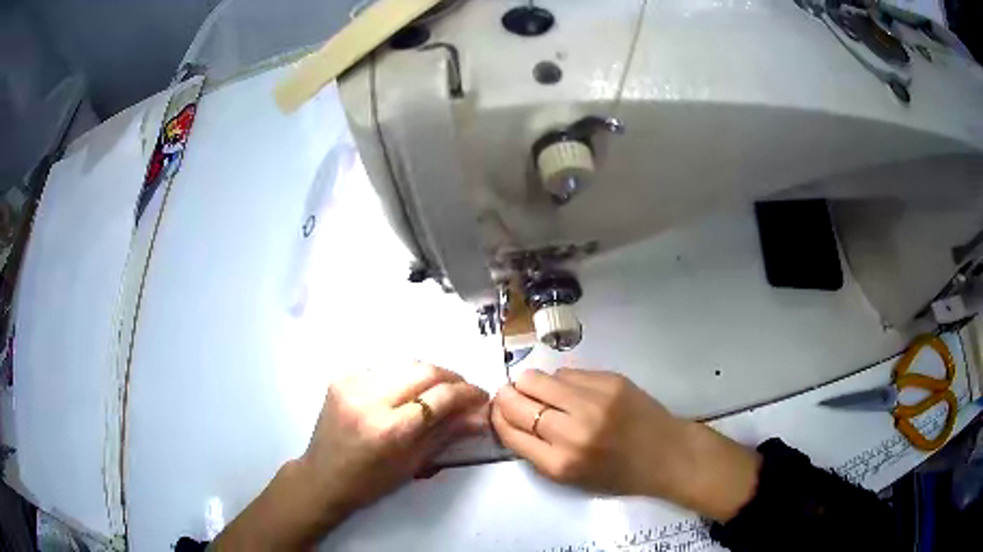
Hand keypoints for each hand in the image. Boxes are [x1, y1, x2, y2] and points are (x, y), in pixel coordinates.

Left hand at [300, 362, 488, 511]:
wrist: (322, 477)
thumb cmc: (370, 482)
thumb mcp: (413, 464)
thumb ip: (448, 433)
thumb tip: (481, 415)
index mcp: (389, 430)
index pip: (439, 397)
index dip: (467, 393)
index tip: (481, 397)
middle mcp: (369, 399)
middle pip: (423, 370)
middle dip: (451, 377)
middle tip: (463, 392)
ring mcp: (351, 384)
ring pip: (404, 363)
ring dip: (428, 374)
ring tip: (439, 391)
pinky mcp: (341, 378)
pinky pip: (383, 369)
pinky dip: (402, 377)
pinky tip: (406, 393)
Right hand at [492, 368, 760, 521]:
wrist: (667, 454)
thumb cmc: (618, 474)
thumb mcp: (571, 478)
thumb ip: (536, 450)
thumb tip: (509, 415)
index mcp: (561, 463)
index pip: (509, 429)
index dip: (497, 416)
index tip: (498, 411)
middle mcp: (573, 430)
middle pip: (516, 398)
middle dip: (507, 396)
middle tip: (513, 397)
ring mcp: (593, 401)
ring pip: (537, 377)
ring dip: (532, 385)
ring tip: (546, 394)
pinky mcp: (611, 380)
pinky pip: (566, 373)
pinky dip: (561, 382)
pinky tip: (573, 392)